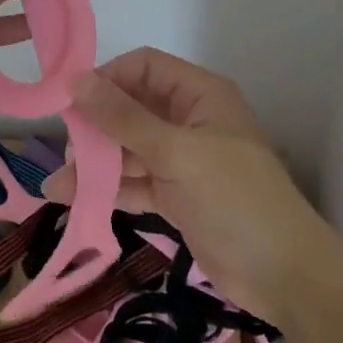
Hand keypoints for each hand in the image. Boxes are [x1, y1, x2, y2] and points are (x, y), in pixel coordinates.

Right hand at [54, 47, 342, 324]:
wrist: (283, 275)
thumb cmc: (234, 199)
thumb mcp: (176, 152)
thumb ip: (123, 118)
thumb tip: (75, 81)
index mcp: (199, 94)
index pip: (143, 68)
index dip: (107, 79)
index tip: (70, 103)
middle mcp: (188, 120)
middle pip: (131, 108)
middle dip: (95, 126)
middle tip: (66, 150)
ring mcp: (182, 160)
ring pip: (128, 148)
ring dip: (95, 163)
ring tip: (59, 184)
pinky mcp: (176, 195)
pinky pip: (134, 181)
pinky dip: (108, 189)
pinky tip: (74, 199)